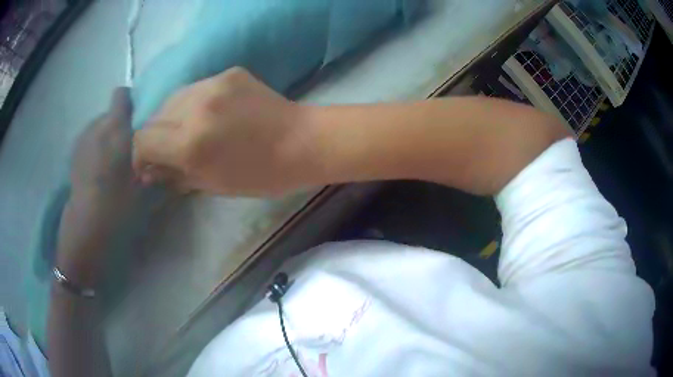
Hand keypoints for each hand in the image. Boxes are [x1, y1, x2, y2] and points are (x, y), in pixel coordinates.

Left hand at [57, 88, 141, 285]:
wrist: (85, 225)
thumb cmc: (116, 204)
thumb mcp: (142, 185)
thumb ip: (151, 162)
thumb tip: (163, 155)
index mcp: (114, 128)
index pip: (121, 96)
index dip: (130, 101)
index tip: (137, 118)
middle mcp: (96, 127)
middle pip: (110, 113)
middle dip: (119, 124)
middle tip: (127, 148)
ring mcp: (82, 139)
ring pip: (98, 127)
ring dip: (107, 137)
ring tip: (112, 162)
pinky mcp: (74, 154)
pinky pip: (89, 141)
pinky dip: (95, 148)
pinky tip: (98, 170)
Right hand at [132, 67, 313, 196]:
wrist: (303, 142)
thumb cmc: (261, 175)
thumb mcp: (212, 185)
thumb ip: (174, 174)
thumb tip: (149, 170)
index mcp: (190, 142)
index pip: (143, 140)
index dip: (140, 156)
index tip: (148, 166)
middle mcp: (195, 106)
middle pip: (154, 117)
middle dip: (156, 138)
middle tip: (168, 151)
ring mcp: (213, 84)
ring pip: (172, 98)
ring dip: (171, 118)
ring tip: (187, 132)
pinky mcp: (229, 73)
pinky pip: (196, 88)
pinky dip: (193, 104)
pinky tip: (208, 115)